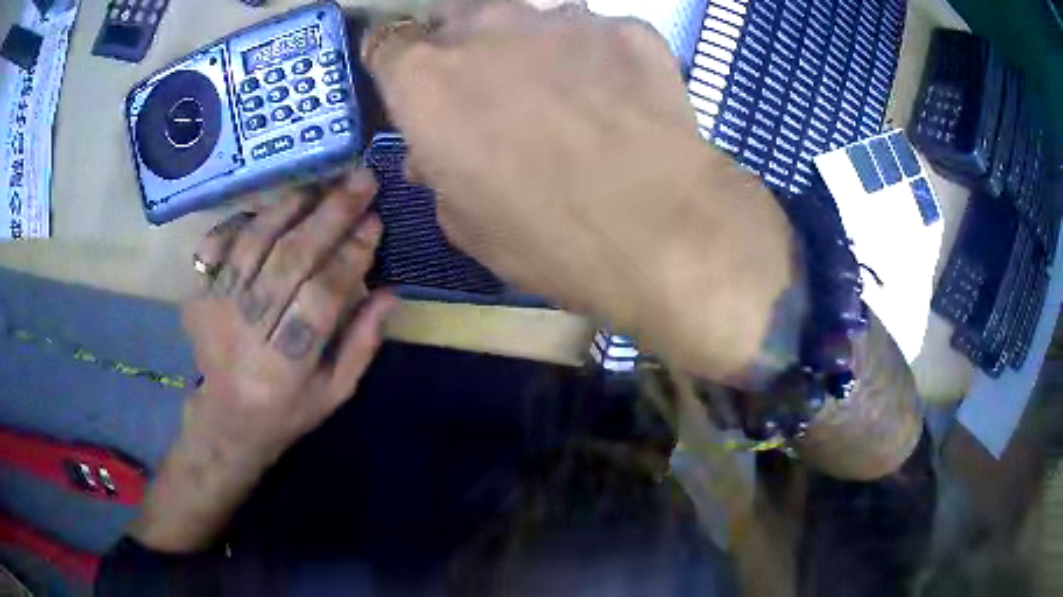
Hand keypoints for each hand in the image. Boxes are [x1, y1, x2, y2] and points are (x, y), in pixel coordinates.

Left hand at [185, 168, 395, 460]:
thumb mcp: (335, 393)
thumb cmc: (287, 411)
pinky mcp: (197, 296)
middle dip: (329, 215)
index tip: (375, 221)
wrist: (227, 420)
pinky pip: (216, 244)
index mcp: (285, 368)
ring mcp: (214, 311)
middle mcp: (246, 334)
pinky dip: (244, 219)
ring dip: (289, 206)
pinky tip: (272, 208)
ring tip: (322, 184)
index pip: (321, 298)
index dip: (350, 256)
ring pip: (253, 243)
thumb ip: (362, 344)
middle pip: (287, 261)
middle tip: (360, 181)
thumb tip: (391, 291)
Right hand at [366, 1, 803, 386]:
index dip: (397, 63)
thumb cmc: (544, 237)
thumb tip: (432, 154)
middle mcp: (487, 29)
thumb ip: (439, 172)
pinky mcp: (628, 29)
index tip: (413, 82)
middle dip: (465, 48)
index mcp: (428, 80)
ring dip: (535, 50)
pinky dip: (600, 59)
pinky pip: (600, 35)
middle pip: (459, 19)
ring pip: (531, 21)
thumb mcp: (465, 223)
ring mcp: (563, 20)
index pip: (389, 44)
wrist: (660, 230)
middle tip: (491, 89)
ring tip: (567, 96)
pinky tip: (621, 100)